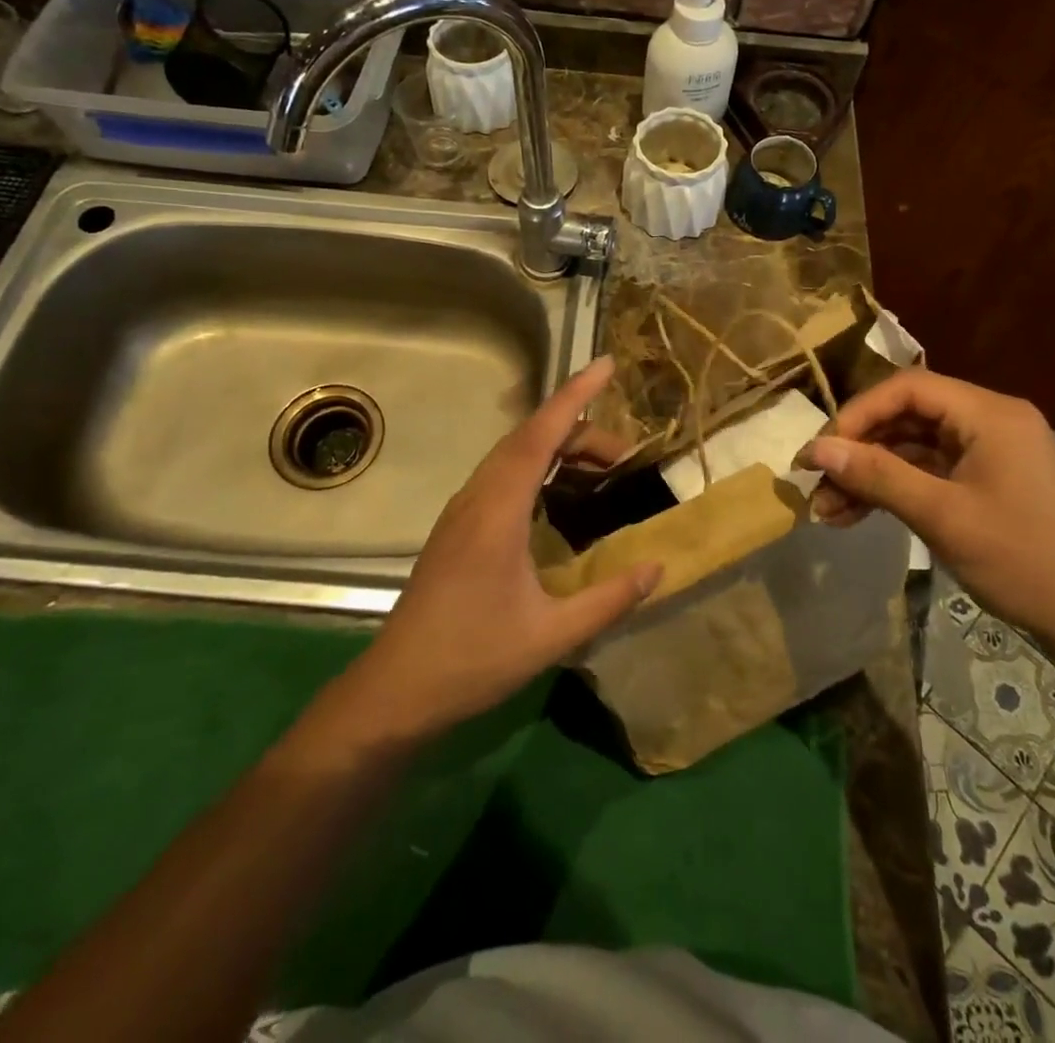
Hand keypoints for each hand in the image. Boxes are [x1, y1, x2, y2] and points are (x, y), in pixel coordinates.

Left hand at [348, 356, 659, 736]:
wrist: (396, 689)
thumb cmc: (472, 659)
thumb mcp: (552, 635)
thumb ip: (609, 599)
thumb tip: (658, 567)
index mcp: (497, 511)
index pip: (540, 435)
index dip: (575, 396)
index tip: (606, 366)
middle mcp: (476, 498)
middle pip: (529, 439)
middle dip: (580, 431)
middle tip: (627, 456)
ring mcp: (462, 511)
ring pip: (513, 456)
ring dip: (558, 449)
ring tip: (602, 470)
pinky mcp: (457, 528)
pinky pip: (502, 476)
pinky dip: (538, 468)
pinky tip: (559, 498)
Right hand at [797, 369, 1054, 643]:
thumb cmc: (1023, 560)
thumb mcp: (942, 516)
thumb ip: (877, 476)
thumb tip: (816, 450)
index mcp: (989, 414)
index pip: (908, 388)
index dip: (858, 412)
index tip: (822, 449)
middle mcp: (990, 421)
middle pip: (907, 415)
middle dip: (858, 448)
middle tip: (817, 481)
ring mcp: (990, 452)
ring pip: (912, 446)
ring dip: (870, 473)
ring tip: (828, 509)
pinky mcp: (987, 480)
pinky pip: (929, 470)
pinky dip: (894, 488)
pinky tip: (858, 514)